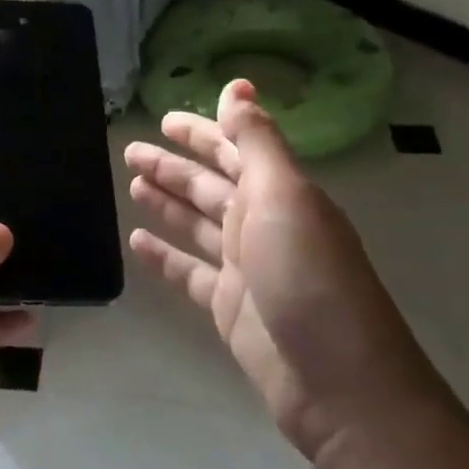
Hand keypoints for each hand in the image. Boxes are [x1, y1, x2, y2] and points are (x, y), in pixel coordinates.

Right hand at [126, 79, 444, 468]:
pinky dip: (164, 256)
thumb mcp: (284, 198)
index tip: (166, 118)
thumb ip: (256, 143)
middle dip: (174, 166)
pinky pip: (188, 272)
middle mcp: (263, 225)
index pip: (235, 151)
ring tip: (131, 185)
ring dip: (167, 204)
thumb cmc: (309, 278)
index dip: (204, 133)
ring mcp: (245, 268)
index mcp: (280, 194)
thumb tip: (237, 87)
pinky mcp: (229, 307)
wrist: (337, 380)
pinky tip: (136, 243)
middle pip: (210, 186)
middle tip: (131, 151)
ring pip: (196, 225)